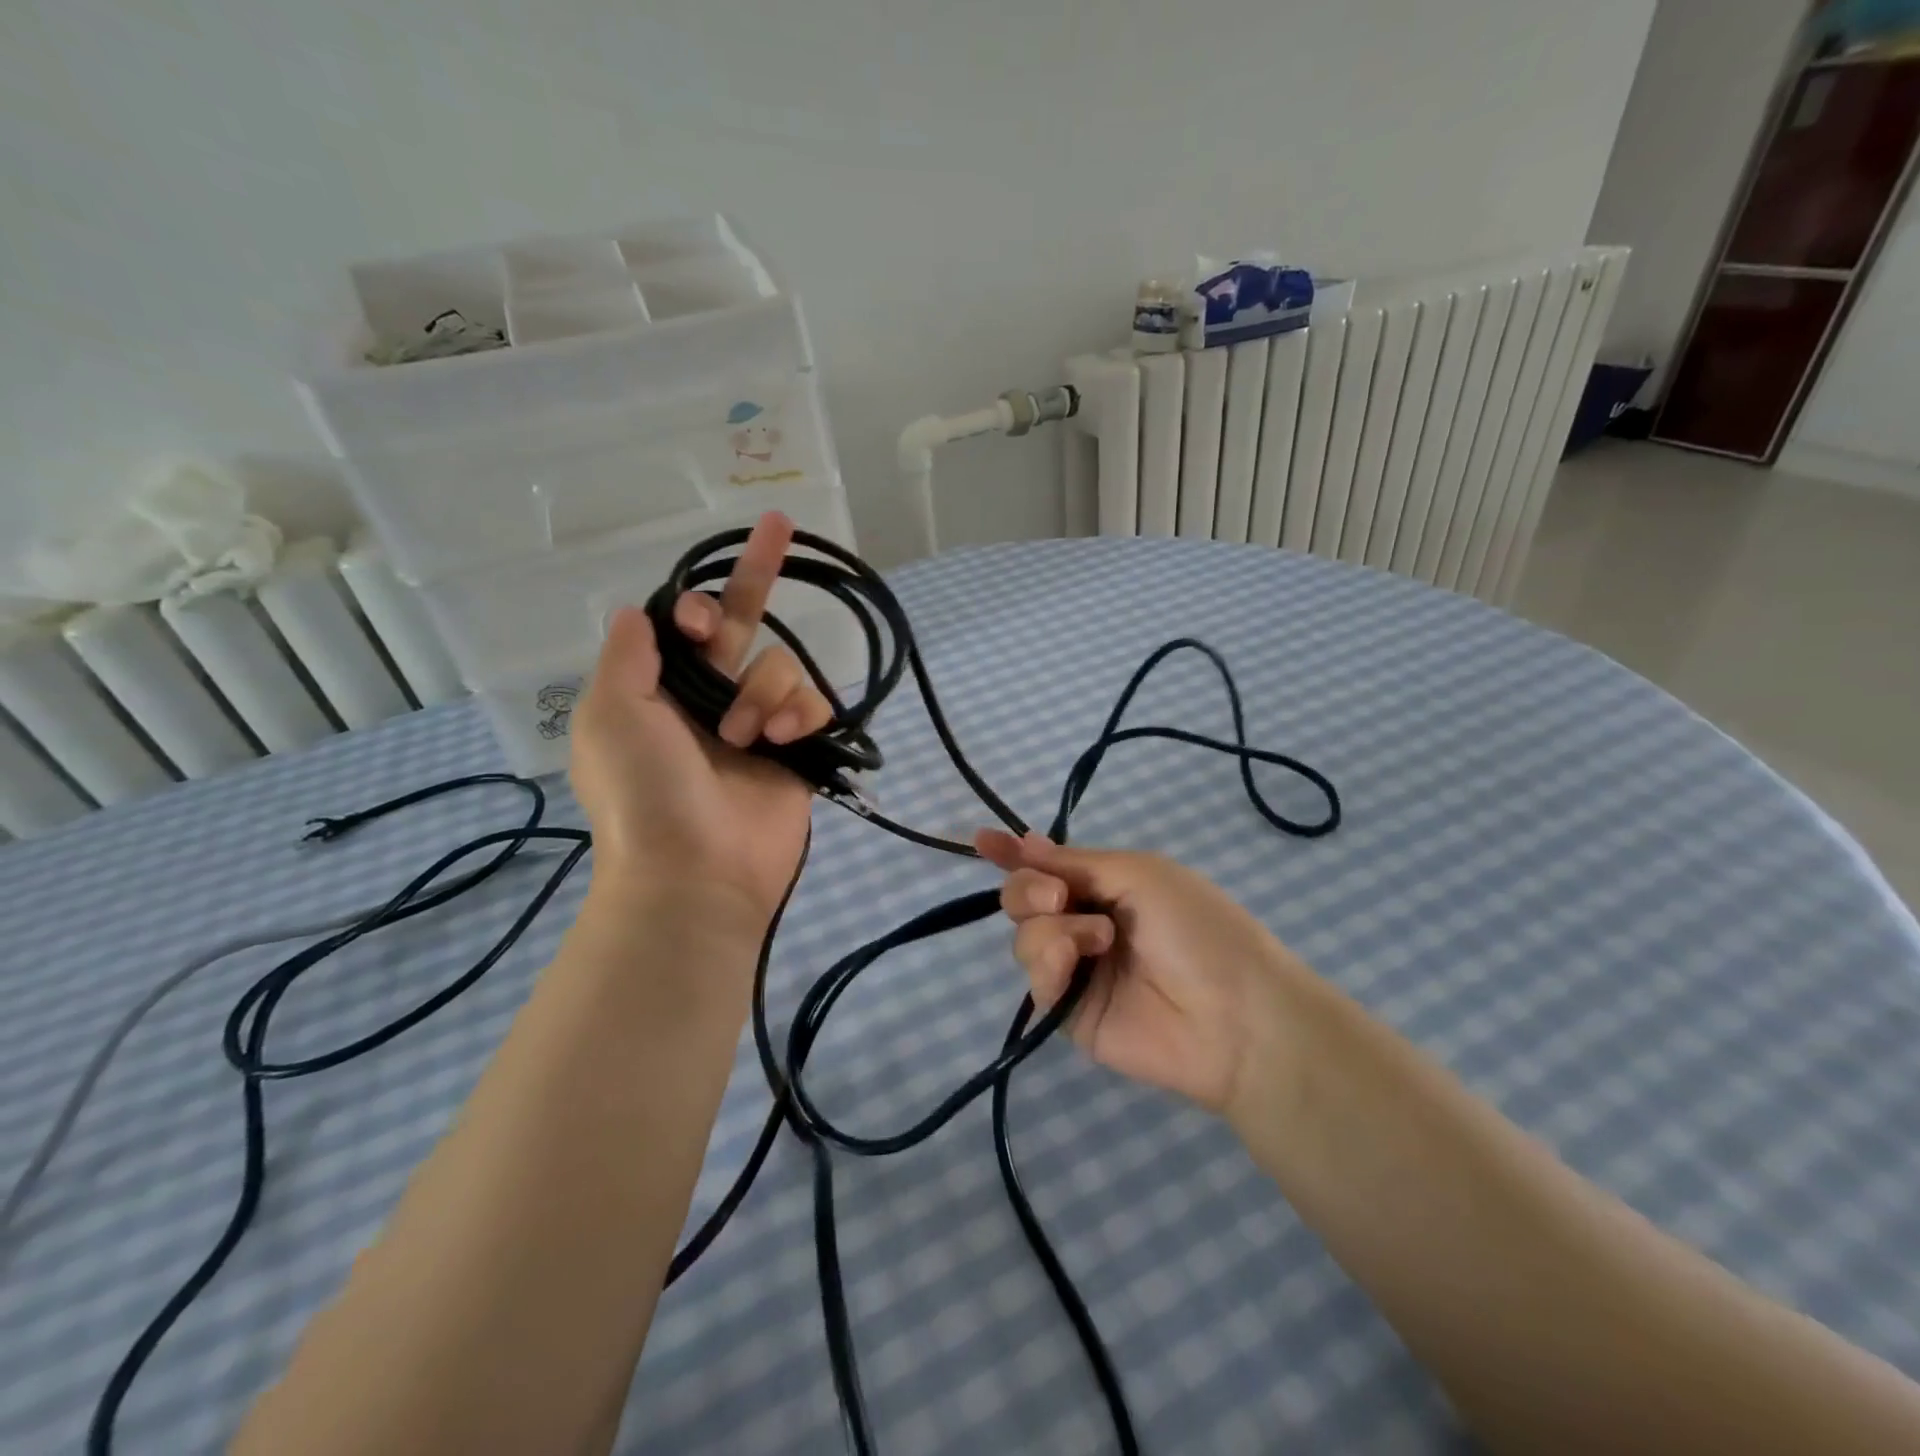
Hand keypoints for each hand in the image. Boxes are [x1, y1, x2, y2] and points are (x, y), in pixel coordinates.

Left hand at [571, 513, 833, 924]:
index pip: (687, 625)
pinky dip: (802, 715)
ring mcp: (758, 725)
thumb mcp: (610, 714)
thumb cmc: (645, 791)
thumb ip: (628, 654)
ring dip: (766, 694)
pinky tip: (786, 739)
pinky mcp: (797, 749)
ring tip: (749, 738)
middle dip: (757, 573)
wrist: (697, 870)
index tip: (702, 622)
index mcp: (662, 689)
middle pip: (741, 623)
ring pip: (781, 666)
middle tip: (779, 524)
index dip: (699, 607)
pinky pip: (813, 704)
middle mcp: (711, 699)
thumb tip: (639, 609)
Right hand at [977, 830, 1312, 1115]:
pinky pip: (1034, 977)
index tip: (981, 840)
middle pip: (1023, 897)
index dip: (1013, 852)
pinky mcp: (1067, 1011)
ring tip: (1097, 939)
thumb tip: (1026, 842)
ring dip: (1052, 927)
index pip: (1048, 865)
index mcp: (1106, 885)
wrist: (1233, 1016)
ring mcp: (1076, 968)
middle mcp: (1084, 922)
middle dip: (1027, 887)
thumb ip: (1075, 862)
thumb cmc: (1196, 928)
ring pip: (1023, 935)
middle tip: (1057, 895)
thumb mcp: (1139, 873)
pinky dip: (1048, 962)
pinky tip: (1077, 964)